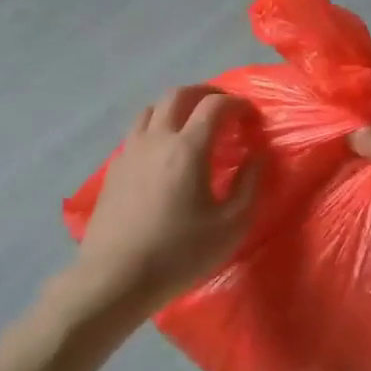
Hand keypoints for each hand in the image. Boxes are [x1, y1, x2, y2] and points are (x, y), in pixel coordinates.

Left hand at [62, 86, 259, 324]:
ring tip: (193, 123)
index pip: (215, 106)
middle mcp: (156, 139)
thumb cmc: (179, 254)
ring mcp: (130, 150)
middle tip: (224, 108)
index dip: (238, 104)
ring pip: (153, 108)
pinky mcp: (115, 167)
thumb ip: (248, 185)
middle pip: (179, 94)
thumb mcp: (230, 226)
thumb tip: (256, 157)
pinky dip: (157, 126)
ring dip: (177, 106)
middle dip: (206, 93)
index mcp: (187, 148)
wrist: (116, 278)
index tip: (251, 118)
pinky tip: (165, 151)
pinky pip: (138, 131)